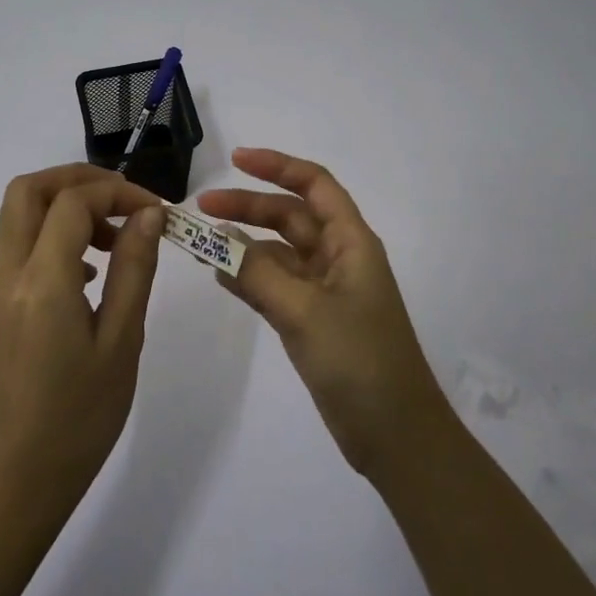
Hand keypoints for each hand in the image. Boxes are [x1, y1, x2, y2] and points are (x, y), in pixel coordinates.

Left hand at [0, 164, 166, 511]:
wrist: (26, 472)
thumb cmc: (84, 413)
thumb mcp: (122, 339)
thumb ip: (134, 268)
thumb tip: (148, 214)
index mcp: (42, 282)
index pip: (72, 203)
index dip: (117, 192)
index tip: (156, 211)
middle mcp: (9, 273)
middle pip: (28, 190)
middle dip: (78, 180)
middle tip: (123, 200)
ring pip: (20, 213)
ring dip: (66, 204)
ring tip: (114, 237)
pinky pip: (21, 244)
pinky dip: (54, 232)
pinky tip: (93, 270)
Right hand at [199, 149, 448, 478]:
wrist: (395, 436)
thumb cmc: (360, 362)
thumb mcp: (305, 311)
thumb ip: (257, 274)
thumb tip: (217, 241)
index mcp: (351, 242)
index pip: (314, 185)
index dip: (277, 166)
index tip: (235, 160)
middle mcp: (339, 258)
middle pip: (290, 216)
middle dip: (248, 206)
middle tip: (201, 209)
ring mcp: (326, 291)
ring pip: (279, 252)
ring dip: (244, 244)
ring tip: (201, 243)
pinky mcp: (314, 321)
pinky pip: (276, 285)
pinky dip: (249, 277)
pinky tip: (220, 275)